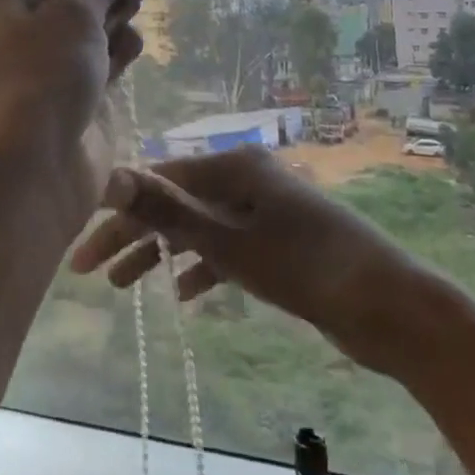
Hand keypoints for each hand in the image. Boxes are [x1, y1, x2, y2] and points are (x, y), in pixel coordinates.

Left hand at [0, 0, 167, 246]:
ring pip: (105, 12)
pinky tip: (129, 51)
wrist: (28, 177)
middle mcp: (38, 20)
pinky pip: (112, 51)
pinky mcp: (86, 89)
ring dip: (123, 5)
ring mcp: (62, 57)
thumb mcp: (71, 14)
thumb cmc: (41, 81)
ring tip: (128, 14)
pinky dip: (124, 44)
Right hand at [70, 146, 438, 369]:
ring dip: (163, 254)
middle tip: (95, 274)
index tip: (83, 249)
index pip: (158, 183)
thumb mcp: (229, 242)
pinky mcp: (279, 241)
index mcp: (234, 166)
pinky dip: (203, 266)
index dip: (118, 215)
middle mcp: (246, 179)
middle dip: (135, 237)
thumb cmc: (306, 268)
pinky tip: (185, 294)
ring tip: (126, 287)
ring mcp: (264, 210)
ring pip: (199, 228)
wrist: (392, 308)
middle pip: (176, 204)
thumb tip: (112, 176)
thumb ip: (168, 210)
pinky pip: (227, 247)